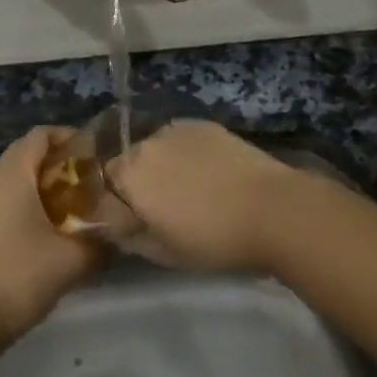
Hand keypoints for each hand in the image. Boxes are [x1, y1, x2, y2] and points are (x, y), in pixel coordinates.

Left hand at [0, 126, 105, 344]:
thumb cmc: (23, 275)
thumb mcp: (73, 258)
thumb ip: (102, 240)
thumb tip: (120, 232)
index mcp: (13, 176)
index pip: (40, 134)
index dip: (68, 136)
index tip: (95, 154)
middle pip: (29, 153)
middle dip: (61, 161)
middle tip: (91, 178)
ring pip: (20, 177)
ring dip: (48, 183)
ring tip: (79, 202)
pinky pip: (12, 198)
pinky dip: (35, 200)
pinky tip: (56, 227)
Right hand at [110, 120, 298, 273]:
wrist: (271, 208)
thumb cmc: (213, 239)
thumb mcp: (164, 253)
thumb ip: (130, 238)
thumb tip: (113, 227)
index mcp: (130, 174)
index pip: (105, 184)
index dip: (118, 202)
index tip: (135, 220)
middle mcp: (147, 143)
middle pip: (131, 161)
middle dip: (140, 181)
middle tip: (166, 207)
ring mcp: (177, 129)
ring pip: (157, 148)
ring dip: (164, 165)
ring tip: (192, 189)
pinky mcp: (204, 124)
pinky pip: (182, 139)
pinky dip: (187, 154)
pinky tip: (210, 173)